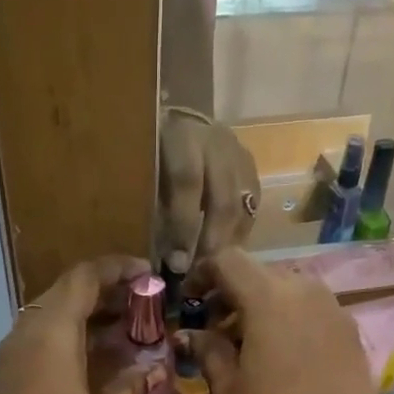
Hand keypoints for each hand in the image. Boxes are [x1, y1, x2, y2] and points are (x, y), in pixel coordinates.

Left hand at [0, 257, 162, 393]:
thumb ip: (132, 387)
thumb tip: (153, 369)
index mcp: (50, 333)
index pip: (83, 278)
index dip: (118, 270)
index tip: (150, 276)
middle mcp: (24, 336)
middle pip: (65, 295)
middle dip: (106, 295)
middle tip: (144, 307)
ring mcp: (11, 360)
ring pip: (51, 321)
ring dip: (88, 319)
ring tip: (128, 332)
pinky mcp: (8, 383)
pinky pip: (41, 345)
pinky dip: (71, 342)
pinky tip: (98, 361)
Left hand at [158, 110, 259, 270]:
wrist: (178, 121)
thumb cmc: (151, 155)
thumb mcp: (141, 173)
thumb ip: (151, 209)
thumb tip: (156, 261)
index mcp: (181, 136)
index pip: (187, 183)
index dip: (183, 226)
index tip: (177, 264)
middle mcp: (216, 142)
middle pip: (223, 200)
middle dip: (211, 242)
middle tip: (200, 273)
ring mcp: (238, 154)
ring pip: (242, 207)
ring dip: (228, 242)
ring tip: (213, 268)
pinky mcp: (251, 168)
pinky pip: (251, 207)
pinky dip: (239, 233)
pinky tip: (227, 252)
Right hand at [181, 251, 380, 393]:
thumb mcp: (229, 390)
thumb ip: (208, 351)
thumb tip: (191, 335)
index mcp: (269, 299)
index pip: (229, 261)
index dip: (204, 274)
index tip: (191, 300)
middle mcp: (306, 292)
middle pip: (261, 274)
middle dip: (234, 293)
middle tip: (216, 328)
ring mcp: (335, 311)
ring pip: (291, 291)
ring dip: (264, 307)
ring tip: (250, 344)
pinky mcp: (352, 334)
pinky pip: (314, 312)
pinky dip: (291, 322)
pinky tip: (283, 358)